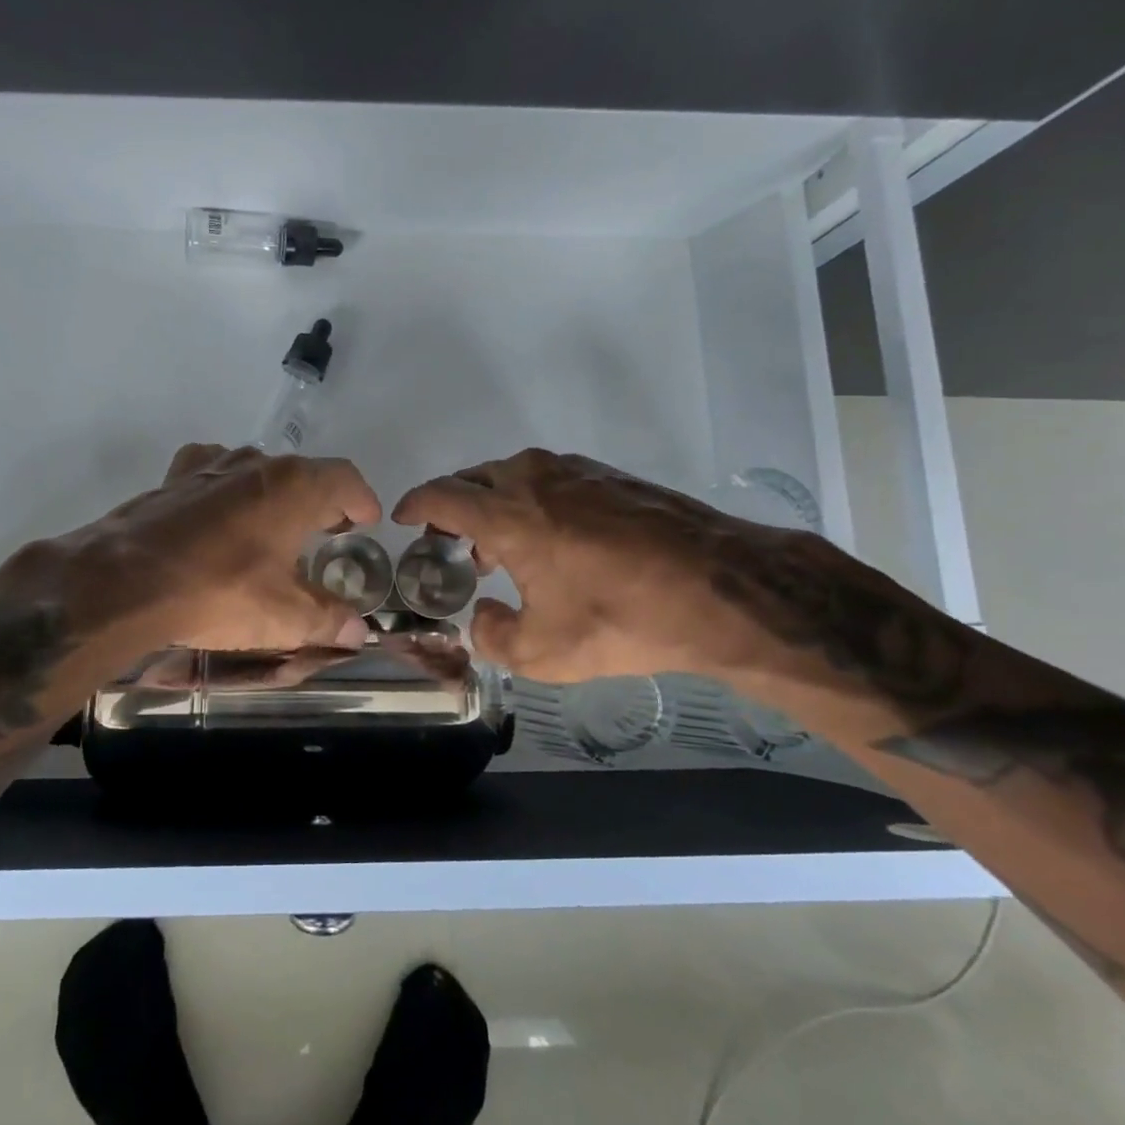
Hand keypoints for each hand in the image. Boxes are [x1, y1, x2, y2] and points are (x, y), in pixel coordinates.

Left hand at [0, 444, 381, 654]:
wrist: (127, 581)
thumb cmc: (221, 591)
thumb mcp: (284, 616)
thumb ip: (328, 620)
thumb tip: (357, 631)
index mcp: (295, 487)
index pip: (344, 479)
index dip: (361, 499)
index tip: (367, 521)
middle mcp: (256, 464)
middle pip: (302, 472)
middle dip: (320, 499)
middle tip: (327, 529)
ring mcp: (211, 466)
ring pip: (256, 470)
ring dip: (273, 494)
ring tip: (274, 525)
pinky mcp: (173, 479)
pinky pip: (211, 473)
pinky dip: (225, 489)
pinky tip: (219, 515)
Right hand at [393, 448, 849, 685]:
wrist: (721, 589)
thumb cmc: (621, 618)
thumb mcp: (544, 652)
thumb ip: (493, 636)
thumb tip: (482, 616)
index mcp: (506, 513)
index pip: (440, 495)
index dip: (414, 505)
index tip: (402, 520)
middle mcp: (533, 479)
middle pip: (472, 480)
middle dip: (452, 508)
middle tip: (451, 545)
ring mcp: (574, 471)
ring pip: (512, 476)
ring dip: (493, 504)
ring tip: (500, 547)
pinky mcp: (609, 475)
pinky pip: (548, 479)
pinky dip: (530, 501)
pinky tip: (550, 538)